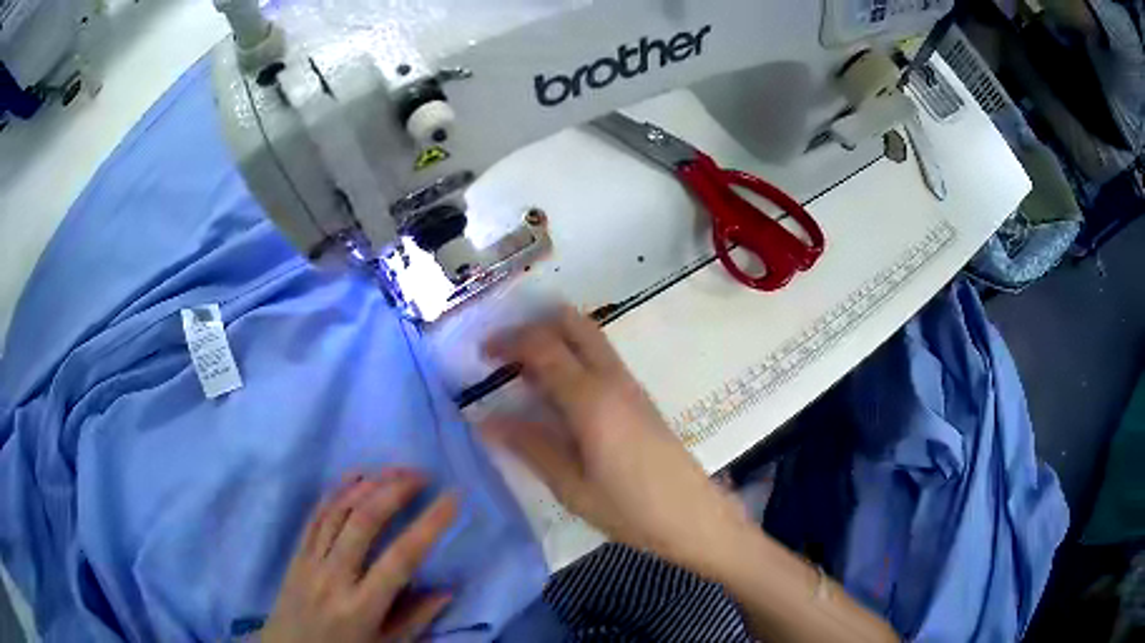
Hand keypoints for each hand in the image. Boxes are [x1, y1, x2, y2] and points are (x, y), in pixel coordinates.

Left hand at [261, 470, 457, 642]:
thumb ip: (416, 618)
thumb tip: (447, 589)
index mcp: (362, 606)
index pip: (401, 558)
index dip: (429, 524)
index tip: (452, 498)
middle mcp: (335, 577)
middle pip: (364, 522)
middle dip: (395, 491)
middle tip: (422, 474)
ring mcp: (311, 561)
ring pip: (338, 511)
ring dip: (368, 485)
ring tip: (395, 469)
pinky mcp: (296, 553)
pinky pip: (315, 515)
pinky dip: (336, 491)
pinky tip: (355, 476)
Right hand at [481, 307, 751, 577]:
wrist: (693, 516)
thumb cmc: (630, 509)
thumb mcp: (571, 487)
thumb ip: (530, 447)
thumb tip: (486, 420)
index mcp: (590, 400)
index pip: (542, 346)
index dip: (508, 341)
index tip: (481, 353)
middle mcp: (612, 379)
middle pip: (573, 323)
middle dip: (534, 324)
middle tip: (504, 349)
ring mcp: (630, 385)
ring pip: (590, 336)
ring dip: (555, 336)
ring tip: (523, 367)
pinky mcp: (640, 397)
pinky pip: (601, 358)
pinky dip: (573, 355)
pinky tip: (557, 390)